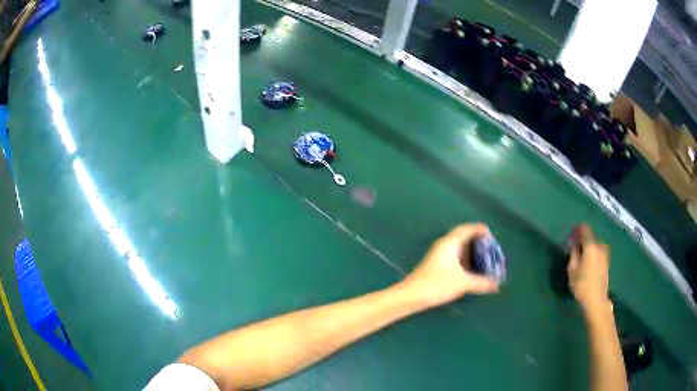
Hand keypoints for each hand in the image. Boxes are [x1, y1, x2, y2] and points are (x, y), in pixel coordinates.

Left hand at [398, 224, 499, 308]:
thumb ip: (481, 282)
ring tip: (484, 259)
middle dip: (477, 242)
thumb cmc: (437, 284)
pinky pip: (454, 257)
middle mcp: (444, 246)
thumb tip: (497, 284)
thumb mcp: (463, 283)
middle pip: (463, 237)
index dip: (479, 229)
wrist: (411, 296)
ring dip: (470, 252)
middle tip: (490, 248)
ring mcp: (438, 256)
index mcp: (450, 243)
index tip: (490, 233)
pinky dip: (464, 260)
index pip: (466, 229)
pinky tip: (470, 270)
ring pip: (458, 249)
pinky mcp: (435, 266)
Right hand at [567, 225, 610, 310]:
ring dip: (589, 245)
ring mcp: (605, 253)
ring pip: (596, 243)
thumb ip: (573, 254)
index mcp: (591, 245)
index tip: (571, 234)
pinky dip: (593, 251)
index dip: (577, 229)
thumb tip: (574, 244)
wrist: (596, 299)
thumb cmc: (582, 285)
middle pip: (591, 235)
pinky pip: (599, 250)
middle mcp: (600, 245)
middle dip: (583, 238)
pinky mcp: (607, 260)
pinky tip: (588, 260)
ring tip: (581, 254)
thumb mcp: (572, 270)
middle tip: (574, 246)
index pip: (585, 228)